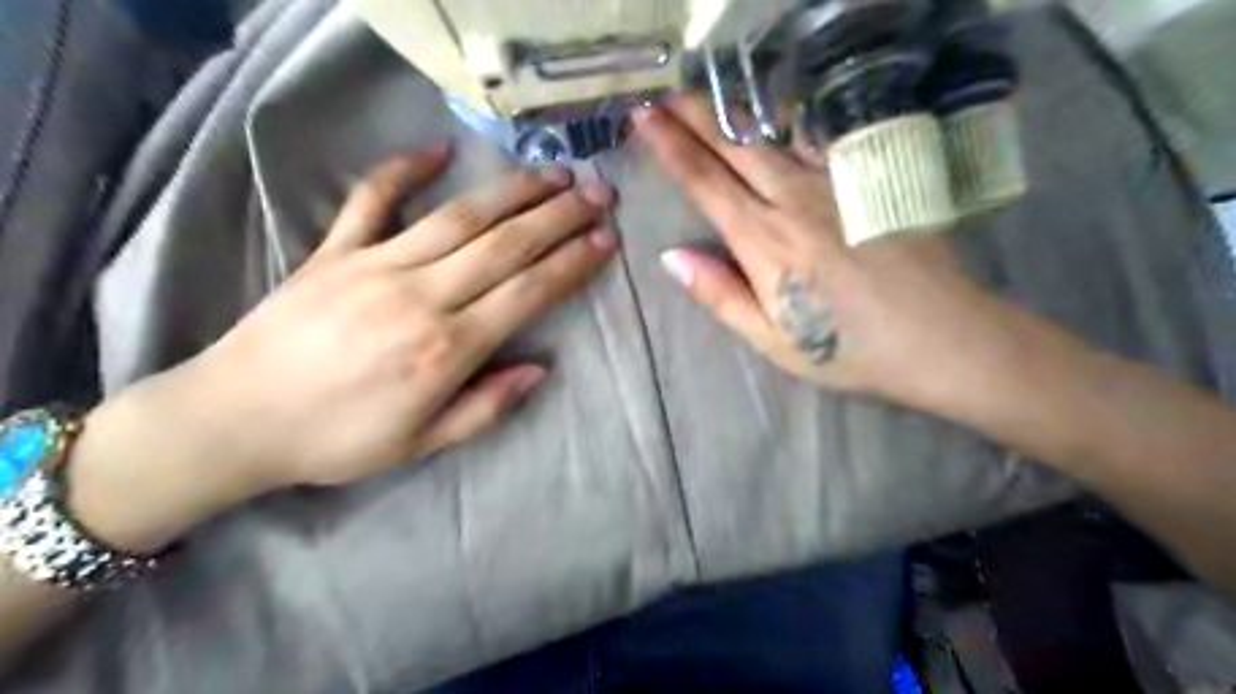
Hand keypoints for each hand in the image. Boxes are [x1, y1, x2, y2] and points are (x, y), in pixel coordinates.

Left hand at [67, 147, 617, 552]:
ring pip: (460, 217)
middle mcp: (420, 296)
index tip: (605, 239)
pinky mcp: (334, 250)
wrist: (234, 419)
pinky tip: (438, 149)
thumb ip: (486, 407)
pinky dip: (404, 169)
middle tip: (597, 193)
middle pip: (505, 245)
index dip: (572, 263)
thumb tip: (539, 369)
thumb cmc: (337, 440)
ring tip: (552, 174)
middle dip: (559, 217)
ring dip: (512, 192)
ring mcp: (375, 264)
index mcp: (446, 348)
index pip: (528, 292)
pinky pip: (373, 199)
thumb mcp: (422, 444)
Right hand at [637, 98, 1023, 412]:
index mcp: (764, 242)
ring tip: (706, 95)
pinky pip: (818, 140)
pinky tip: (775, 116)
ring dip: (734, 111)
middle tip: (662, 93)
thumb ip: (719, 295)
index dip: (669, 146)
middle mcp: (794, 200)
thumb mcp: (771, 339)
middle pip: (735, 144)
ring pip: (774, 133)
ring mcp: (835, 184)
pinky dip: (788, 121)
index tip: (642, 117)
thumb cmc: (847, 347)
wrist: (938, 334)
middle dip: (693, 113)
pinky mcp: (868, 180)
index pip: (705, 182)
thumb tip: (670, 257)